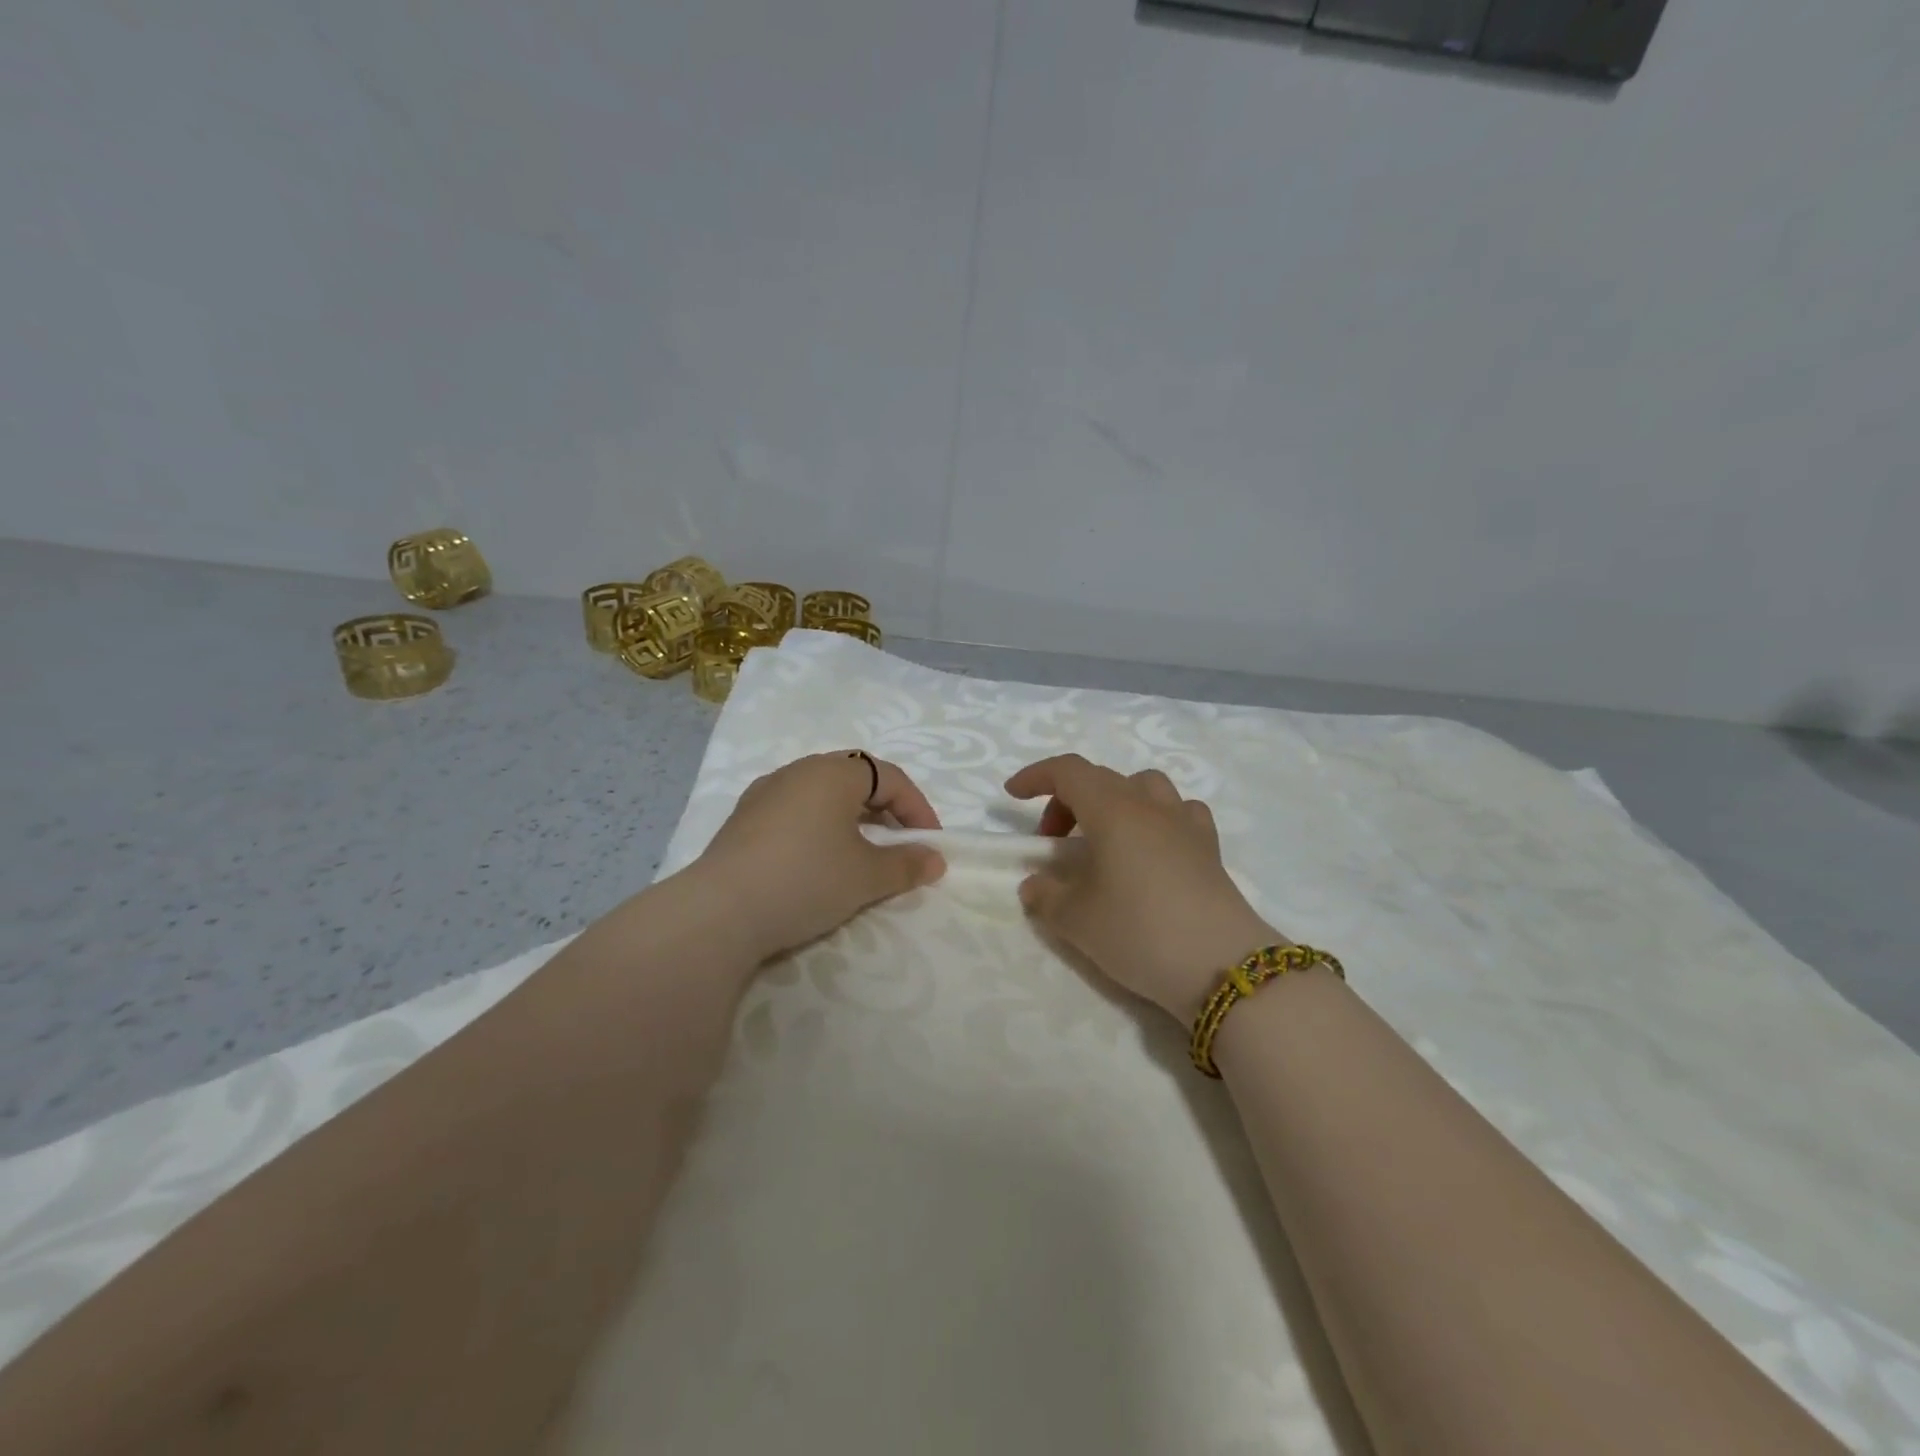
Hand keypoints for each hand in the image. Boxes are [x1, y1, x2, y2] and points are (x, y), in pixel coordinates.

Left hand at [696, 752, 946, 960]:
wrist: (720, 911)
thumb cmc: (806, 880)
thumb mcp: (866, 876)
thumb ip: (906, 864)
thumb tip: (935, 860)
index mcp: (833, 772)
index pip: (890, 777)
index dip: (917, 808)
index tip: (930, 845)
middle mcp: (798, 770)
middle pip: (855, 778)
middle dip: (885, 809)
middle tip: (898, 844)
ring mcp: (765, 792)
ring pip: (821, 794)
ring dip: (850, 818)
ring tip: (860, 853)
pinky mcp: (742, 819)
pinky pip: (794, 811)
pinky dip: (818, 827)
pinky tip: (816, 860)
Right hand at [1007, 754, 1285, 1022]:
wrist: (1221, 967)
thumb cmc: (1138, 931)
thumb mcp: (1076, 920)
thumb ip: (1045, 896)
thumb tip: (1035, 884)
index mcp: (1112, 809)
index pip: (1068, 771)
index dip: (1037, 776)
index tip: (1013, 795)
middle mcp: (1149, 805)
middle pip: (1101, 779)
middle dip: (1067, 801)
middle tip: (1053, 843)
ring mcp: (1185, 823)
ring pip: (1144, 787)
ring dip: (1114, 802)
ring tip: (1104, 839)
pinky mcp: (1210, 848)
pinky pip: (1179, 813)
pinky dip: (1156, 818)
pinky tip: (1152, 848)